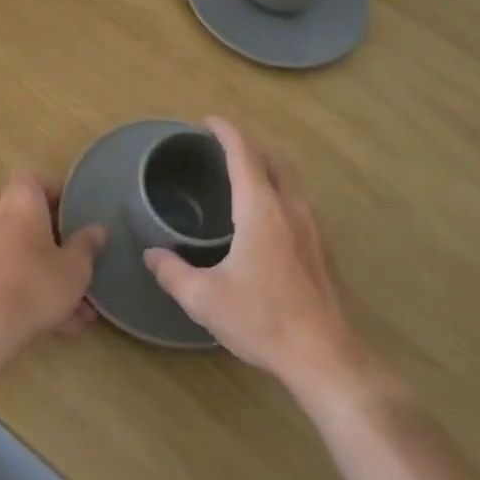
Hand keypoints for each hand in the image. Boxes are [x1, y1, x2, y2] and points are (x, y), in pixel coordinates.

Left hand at [0, 171, 104, 376]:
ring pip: (22, 252)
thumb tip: (97, 229)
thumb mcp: (75, 266)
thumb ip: (87, 244)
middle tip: (80, 265)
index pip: (33, 178)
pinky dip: (29, 290)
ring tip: (77, 309)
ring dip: (48, 274)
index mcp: (19, 200)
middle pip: (29, 218)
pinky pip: (8, 273)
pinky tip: (58, 324)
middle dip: (57, 244)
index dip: (54, 192)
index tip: (74, 214)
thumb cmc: (37, 283)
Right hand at [145, 118, 385, 409]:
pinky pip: (299, 204)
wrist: (328, 358)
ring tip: (242, 181)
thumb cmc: (263, 320)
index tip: (207, 121)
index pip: (244, 152)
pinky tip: (265, 223)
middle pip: (273, 159)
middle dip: (248, 146)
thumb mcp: (205, 299)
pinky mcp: (325, 250)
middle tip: (222, 150)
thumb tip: (152, 255)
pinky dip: (279, 194)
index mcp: (261, 209)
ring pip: (291, 181)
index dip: (225, 131)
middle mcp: (291, 208)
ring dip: (267, 169)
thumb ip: (172, 272)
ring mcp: (314, 228)